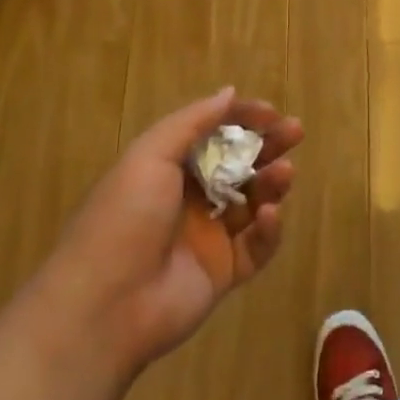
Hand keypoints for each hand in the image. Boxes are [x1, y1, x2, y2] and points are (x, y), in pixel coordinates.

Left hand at [35, 87, 301, 376]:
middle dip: (268, 145)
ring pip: (252, 201)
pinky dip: (268, 229)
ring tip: (285, 172)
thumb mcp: (150, 155)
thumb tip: (228, 93)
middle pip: (238, 164)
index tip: (271, 112)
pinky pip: (256, 246)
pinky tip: (268, 215)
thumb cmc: (125, 217)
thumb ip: (192, 122)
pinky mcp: (223, 272)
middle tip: (295, 131)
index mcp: (167, 168)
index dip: (242, 119)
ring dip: (271, 182)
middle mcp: (189, 198)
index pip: (213, 134)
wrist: (104, 306)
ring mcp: (208, 236)